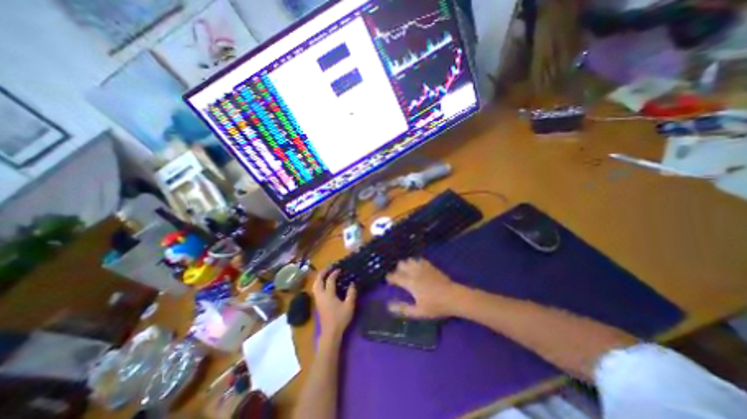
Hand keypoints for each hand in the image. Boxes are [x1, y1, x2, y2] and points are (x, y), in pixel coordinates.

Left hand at [312, 271, 356, 340]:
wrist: (330, 333)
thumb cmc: (340, 319)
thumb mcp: (349, 306)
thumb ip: (351, 293)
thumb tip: (352, 283)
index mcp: (328, 294)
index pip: (330, 280)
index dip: (334, 273)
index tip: (340, 269)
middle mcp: (321, 295)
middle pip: (318, 280)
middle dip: (323, 272)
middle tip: (329, 267)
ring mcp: (318, 299)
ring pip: (315, 285)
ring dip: (319, 277)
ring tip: (326, 273)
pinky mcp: (317, 303)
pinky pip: (316, 289)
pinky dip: (319, 283)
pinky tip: (324, 284)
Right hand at [385, 256, 462, 318]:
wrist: (453, 297)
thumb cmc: (436, 306)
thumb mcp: (418, 312)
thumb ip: (403, 309)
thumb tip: (389, 306)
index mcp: (410, 283)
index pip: (395, 276)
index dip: (390, 278)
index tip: (389, 281)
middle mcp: (415, 272)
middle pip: (401, 265)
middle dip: (398, 270)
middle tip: (399, 278)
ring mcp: (423, 267)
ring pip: (409, 260)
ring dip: (406, 265)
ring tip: (407, 272)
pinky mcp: (430, 266)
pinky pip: (419, 259)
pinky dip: (415, 262)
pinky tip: (417, 268)